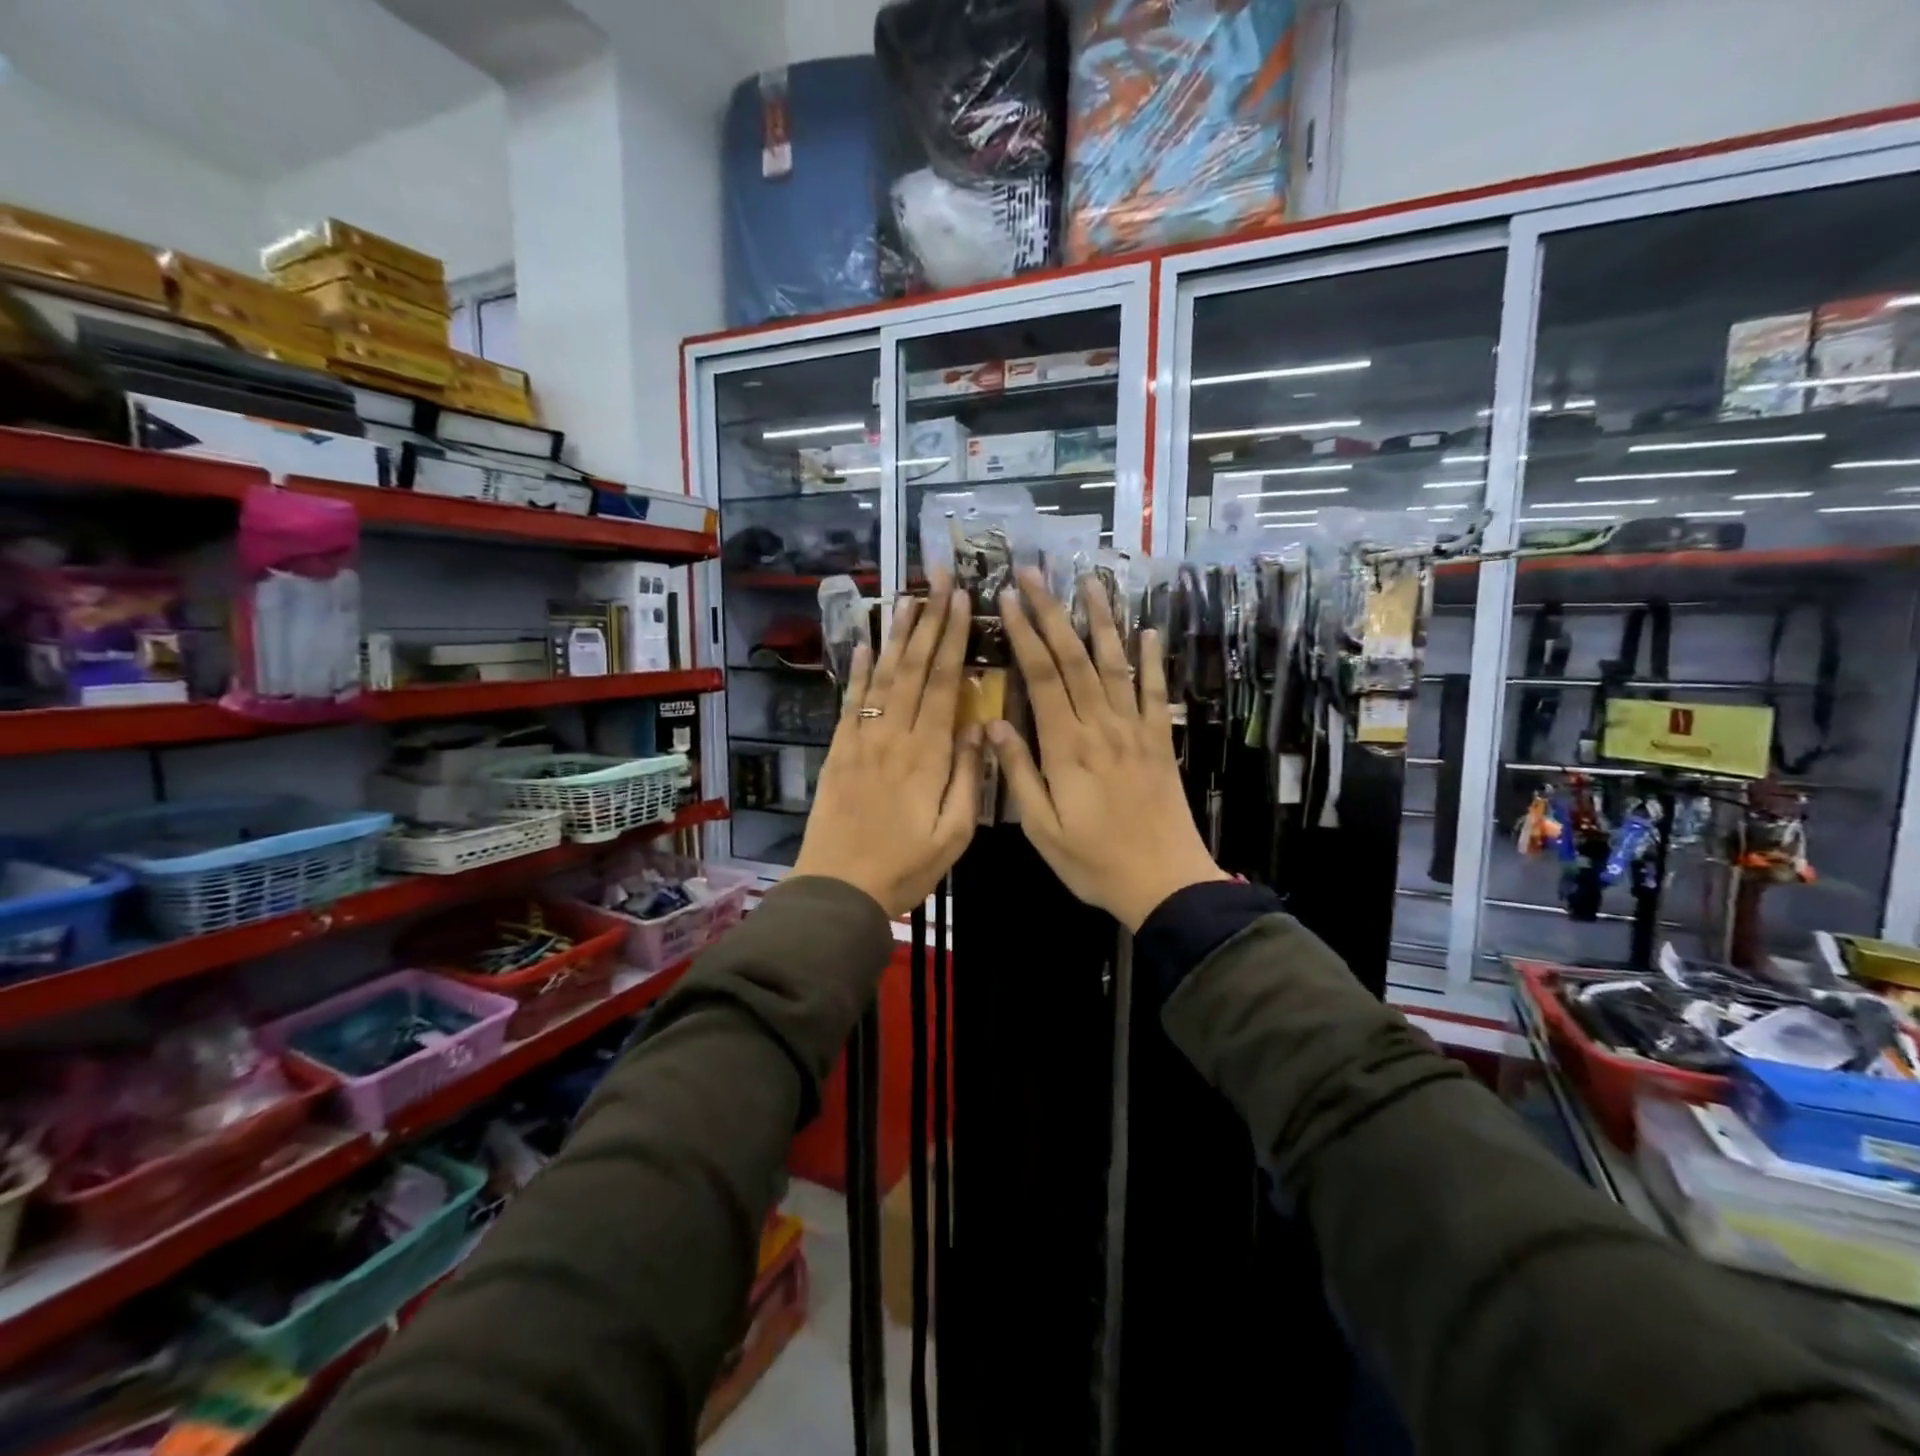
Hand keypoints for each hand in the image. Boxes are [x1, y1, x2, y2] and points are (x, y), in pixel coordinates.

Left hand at [792, 588, 982, 915]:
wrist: (838, 889)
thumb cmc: (904, 867)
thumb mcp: (953, 835)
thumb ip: (968, 779)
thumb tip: (981, 728)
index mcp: (928, 755)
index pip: (945, 684)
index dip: (954, 639)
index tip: (963, 601)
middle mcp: (894, 736)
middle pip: (914, 669)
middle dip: (929, 621)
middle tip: (939, 580)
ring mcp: (862, 740)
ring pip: (883, 677)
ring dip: (896, 636)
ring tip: (908, 598)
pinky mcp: (839, 751)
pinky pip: (851, 703)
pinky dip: (858, 672)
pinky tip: (864, 645)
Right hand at [989, 569, 1226, 930]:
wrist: (1164, 882)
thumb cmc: (1094, 861)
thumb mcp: (1041, 829)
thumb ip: (1018, 774)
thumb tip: (993, 725)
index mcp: (1066, 747)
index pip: (1041, 677)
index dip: (1024, 634)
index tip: (1007, 599)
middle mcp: (1101, 726)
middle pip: (1074, 658)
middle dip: (1052, 611)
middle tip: (1035, 572)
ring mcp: (1135, 730)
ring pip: (1114, 664)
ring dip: (1101, 620)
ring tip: (1090, 580)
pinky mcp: (1160, 740)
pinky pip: (1156, 692)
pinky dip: (1151, 660)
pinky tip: (1147, 631)